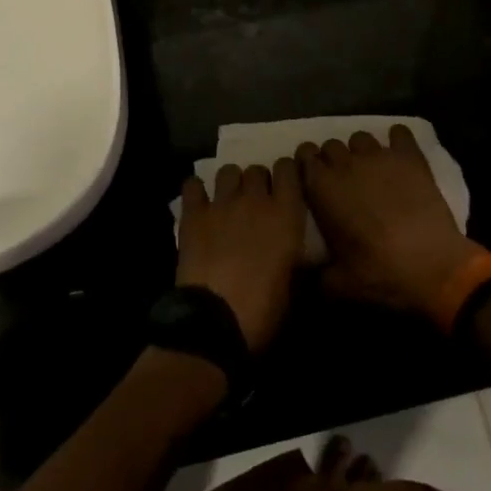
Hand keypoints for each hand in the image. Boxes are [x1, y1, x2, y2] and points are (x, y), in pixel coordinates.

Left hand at [176, 161, 305, 352]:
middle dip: (258, 182)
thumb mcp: (294, 286)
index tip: (284, 186)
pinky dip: (196, 191)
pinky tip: (199, 203)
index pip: (288, 169)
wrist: (215, 321)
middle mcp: (255, 200)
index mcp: (286, 214)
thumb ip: (296, 258)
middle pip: (257, 169)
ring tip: (228, 202)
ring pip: (228, 171)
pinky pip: (193, 186)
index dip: (285, 174)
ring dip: (231, 183)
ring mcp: (222, 203)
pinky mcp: (194, 214)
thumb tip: (298, 255)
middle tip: (255, 203)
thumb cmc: (263, 310)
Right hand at [298, 126, 477, 320]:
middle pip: (331, 145)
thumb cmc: (381, 274)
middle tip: (343, 182)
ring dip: (361, 152)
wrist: (435, 268)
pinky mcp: (410, 157)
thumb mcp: (339, 285)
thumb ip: (315, 276)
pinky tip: (399, 155)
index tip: (313, 180)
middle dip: (333, 159)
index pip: (304, 155)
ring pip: (360, 138)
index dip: (307, 165)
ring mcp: (379, 156)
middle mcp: (346, 163)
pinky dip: (397, 140)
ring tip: (371, 171)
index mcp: (323, 188)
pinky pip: (400, 133)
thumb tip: (303, 276)